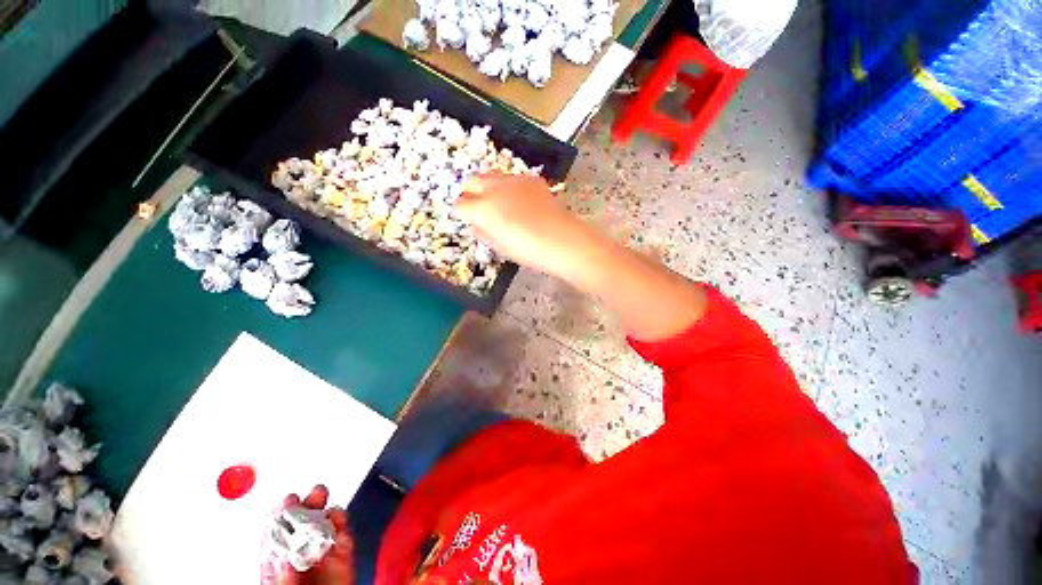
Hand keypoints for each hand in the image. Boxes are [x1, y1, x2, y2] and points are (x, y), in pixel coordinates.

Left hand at [282, 485, 355, 584]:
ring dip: (327, 510)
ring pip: (325, 523)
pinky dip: (343, 522)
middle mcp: (301, 555)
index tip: (287, 500)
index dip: (282, 515)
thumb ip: (283, 577)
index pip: (277, 534)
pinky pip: (345, 533)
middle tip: (312, 494)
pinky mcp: (344, 556)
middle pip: (303, 524)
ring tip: (325, 503)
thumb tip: (286, 556)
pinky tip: (340, 519)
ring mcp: (323, 554)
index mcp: (278, 564)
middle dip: (308, 505)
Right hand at [456, 174, 592, 277]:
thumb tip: (477, 224)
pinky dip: (508, 188)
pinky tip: (519, 202)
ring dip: (487, 188)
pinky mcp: (531, 179)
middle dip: (469, 194)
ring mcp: (514, 180)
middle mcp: (494, 188)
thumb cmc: (529, 251)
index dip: (461, 214)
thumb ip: (483, 233)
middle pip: (471, 181)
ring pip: (490, 176)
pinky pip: (511, 178)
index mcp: (483, 209)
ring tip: (497, 205)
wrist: (563, 241)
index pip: (460, 205)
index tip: (466, 220)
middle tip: (477, 210)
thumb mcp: (500, 248)